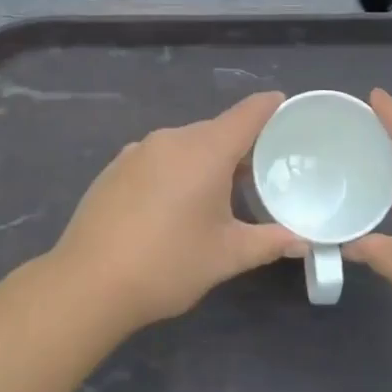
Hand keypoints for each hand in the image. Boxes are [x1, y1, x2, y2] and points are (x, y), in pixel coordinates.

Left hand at [50, 92, 302, 329]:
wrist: (88, 284)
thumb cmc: (168, 264)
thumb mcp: (227, 256)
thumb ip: (270, 242)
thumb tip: (303, 242)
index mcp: (205, 150)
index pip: (248, 113)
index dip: (272, 107)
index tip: (289, 110)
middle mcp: (171, 139)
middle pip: (217, 130)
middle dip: (241, 147)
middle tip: (262, 173)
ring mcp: (138, 151)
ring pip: (185, 145)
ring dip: (206, 161)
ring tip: (219, 194)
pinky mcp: (115, 168)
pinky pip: (158, 158)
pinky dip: (176, 171)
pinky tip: (173, 205)